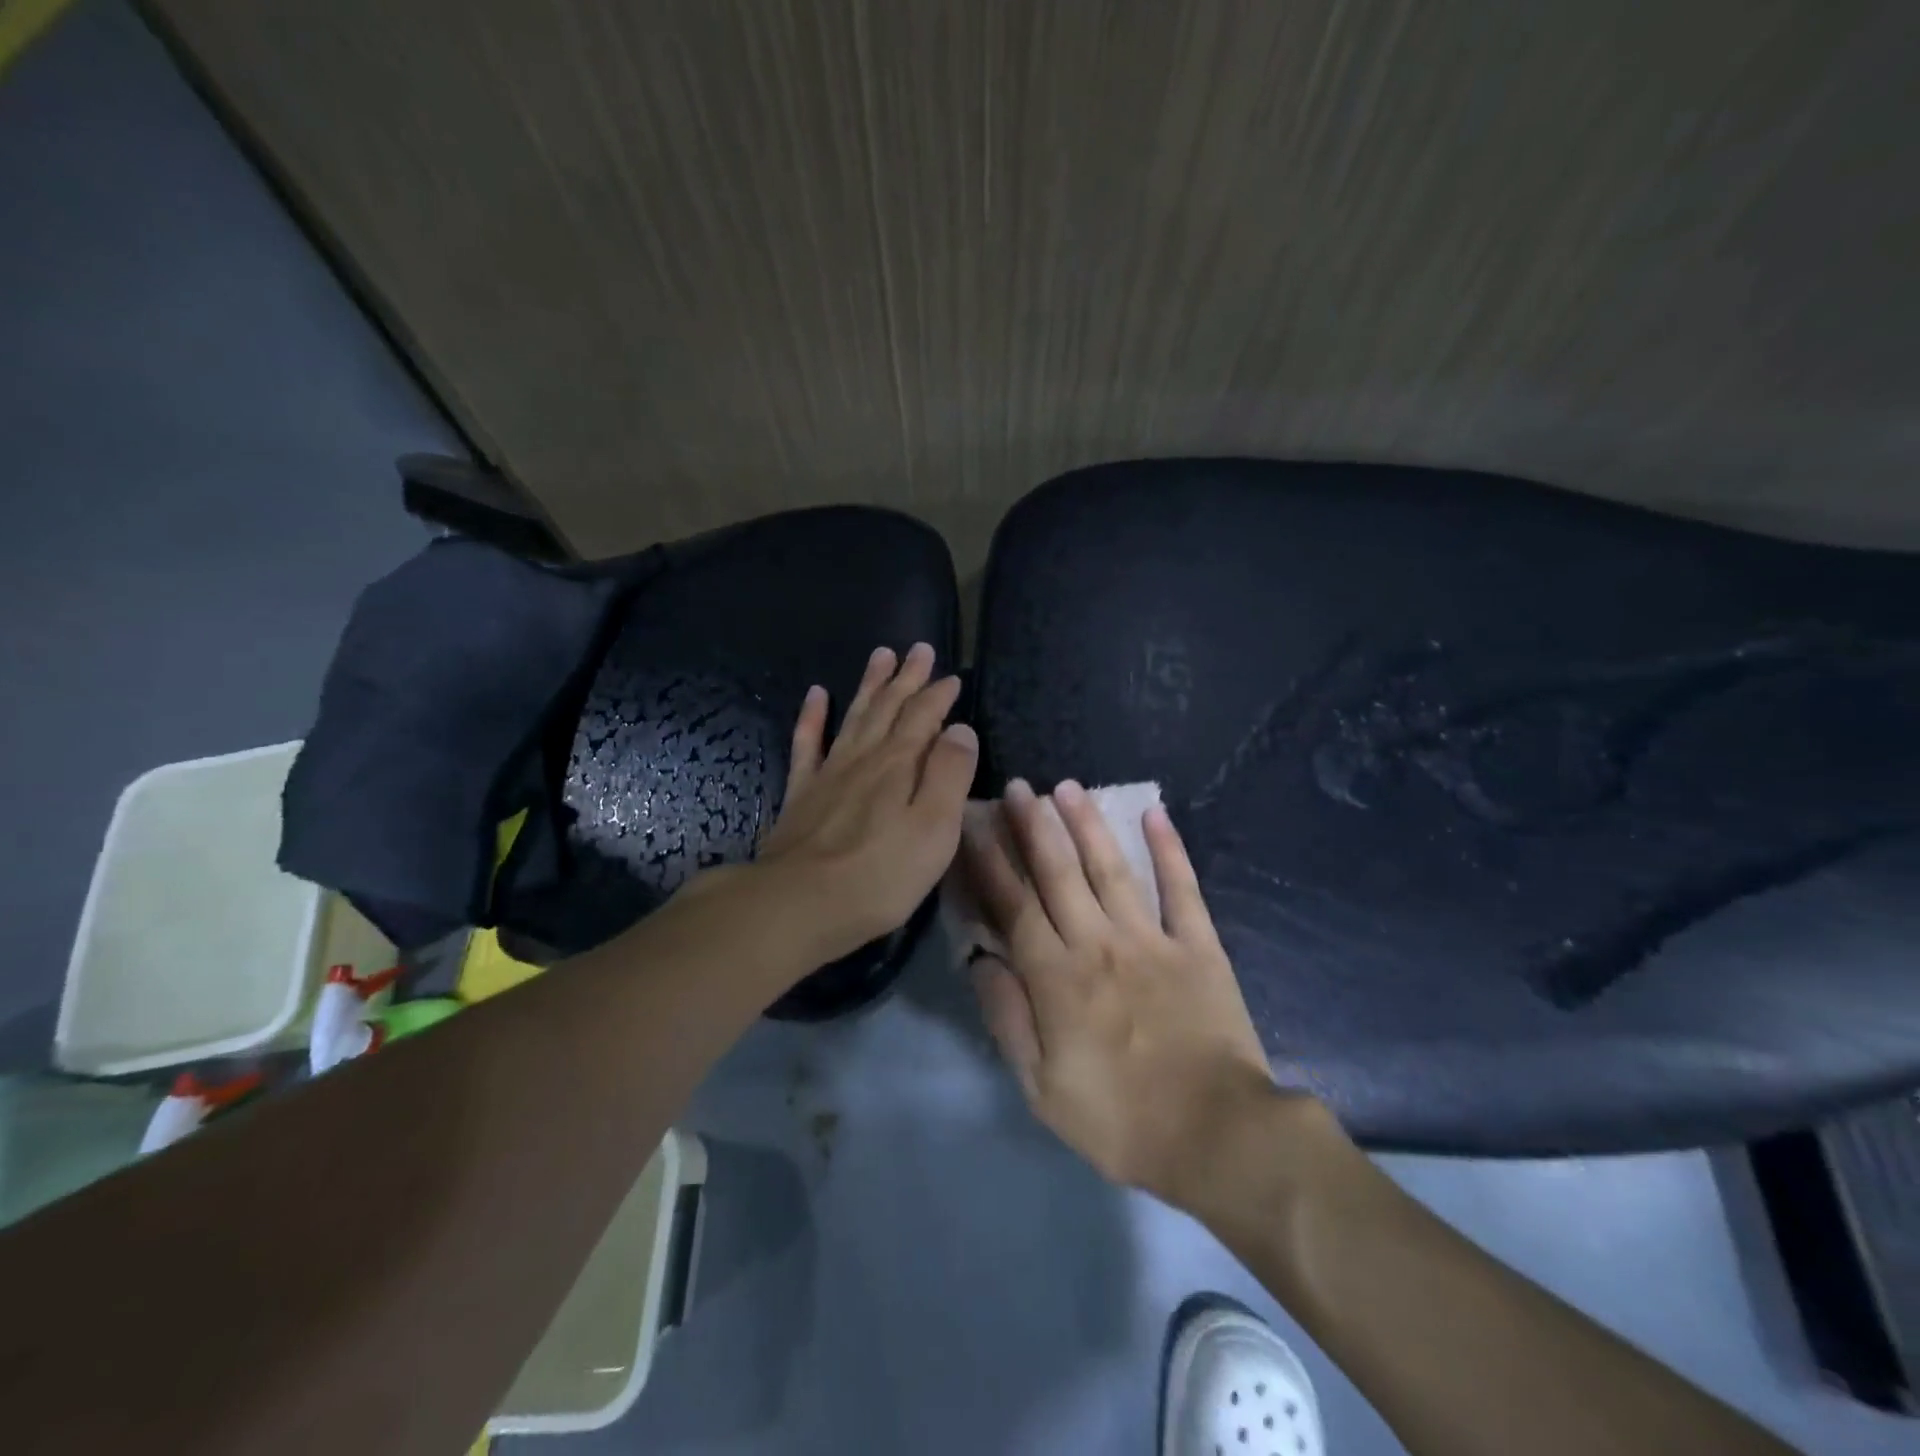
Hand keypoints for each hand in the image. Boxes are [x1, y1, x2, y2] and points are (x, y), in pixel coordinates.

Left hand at [753, 643, 977, 963]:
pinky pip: (807, 744)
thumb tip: (960, 729)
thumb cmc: (880, 875)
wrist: (798, 903)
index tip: (952, 676)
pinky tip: (816, 694)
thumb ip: (950, 776)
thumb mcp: (934, 829)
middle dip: (907, 678)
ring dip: (870, 686)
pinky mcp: (801, 794)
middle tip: (919, 649)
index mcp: (899, 765)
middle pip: (889, 708)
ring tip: (880, 655)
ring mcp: (829, 773)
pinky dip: (812, 717)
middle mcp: (864, 758)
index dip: (939, 695)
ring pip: (854, 716)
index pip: (924, 718)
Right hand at [962, 778, 1310, 1211]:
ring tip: (1067, 788)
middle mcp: (1098, 943)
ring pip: (1111, 868)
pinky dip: (1169, 848)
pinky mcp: (1198, 945)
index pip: (1013, 906)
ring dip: (1087, 824)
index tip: (973, 825)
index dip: (989, 863)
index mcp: (1057, 978)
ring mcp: (1152, 939)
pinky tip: (1155, 813)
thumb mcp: (1041, 1089)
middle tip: (1018, 787)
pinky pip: (1182, 888)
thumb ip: (1007, 1020)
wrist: (1217, 1137)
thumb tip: (981, 961)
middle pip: (1058, 874)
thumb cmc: (1120, 1121)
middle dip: (1033, 827)